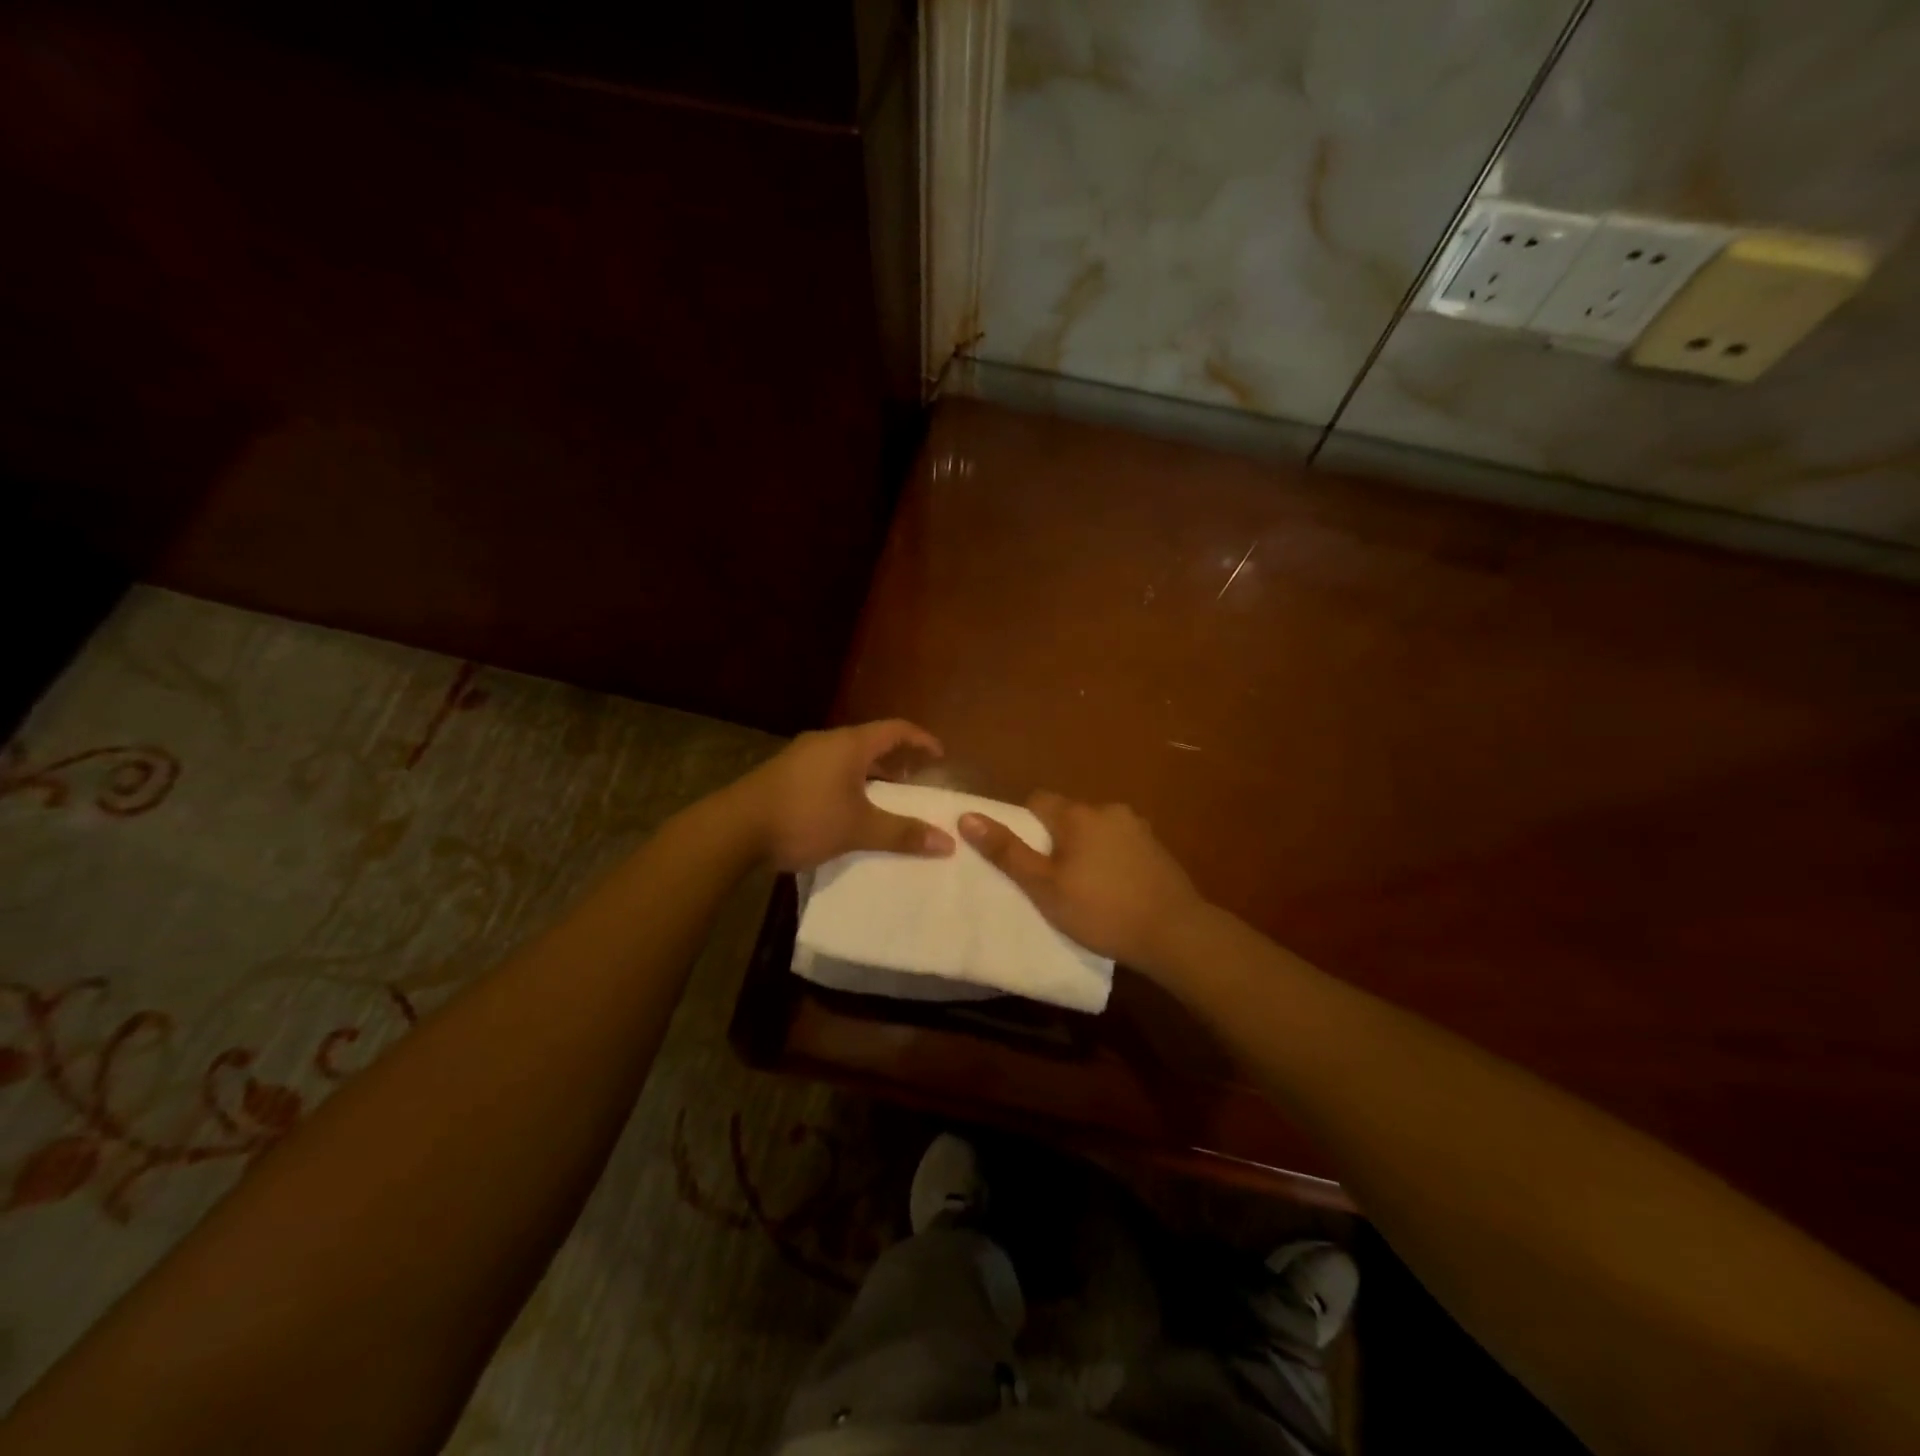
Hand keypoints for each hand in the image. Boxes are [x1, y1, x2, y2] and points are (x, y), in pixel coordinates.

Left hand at [729, 720, 956, 872]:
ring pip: (846, 757)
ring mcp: (800, 756)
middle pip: (870, 742)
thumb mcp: (858, 829)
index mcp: (849, 744)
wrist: (734, 829)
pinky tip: (845, 809)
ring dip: (869, 774)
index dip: (921, 739)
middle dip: (895, 760)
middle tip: (914, 781)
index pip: (895, 729)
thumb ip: (902, 833)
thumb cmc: (804, 818)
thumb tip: (947, 842)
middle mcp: (826, 741)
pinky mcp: (783, 773)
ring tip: (883, 799)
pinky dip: (847, 782)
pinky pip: (827, 769)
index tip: (939, 755)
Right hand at [958, 792, 1205, 973]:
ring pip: (1097, 830)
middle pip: (1069, 815)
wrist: (1175, 932)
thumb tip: (967, 817)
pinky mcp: (1158, 849)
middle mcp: (1109, 810)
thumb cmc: (1101, 909)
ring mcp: (1138, 828)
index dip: (1024, 824)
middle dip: (1056, 838)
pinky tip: (1114, 889)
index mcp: (1078, 815)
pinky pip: (1121, 844)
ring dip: (1086, 848)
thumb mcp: (1044, 887)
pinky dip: (1111, 859)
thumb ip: (1007, 851)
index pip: (1038, 800)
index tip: (1025, 856)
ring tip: (1084, 887)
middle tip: (1051, 878)